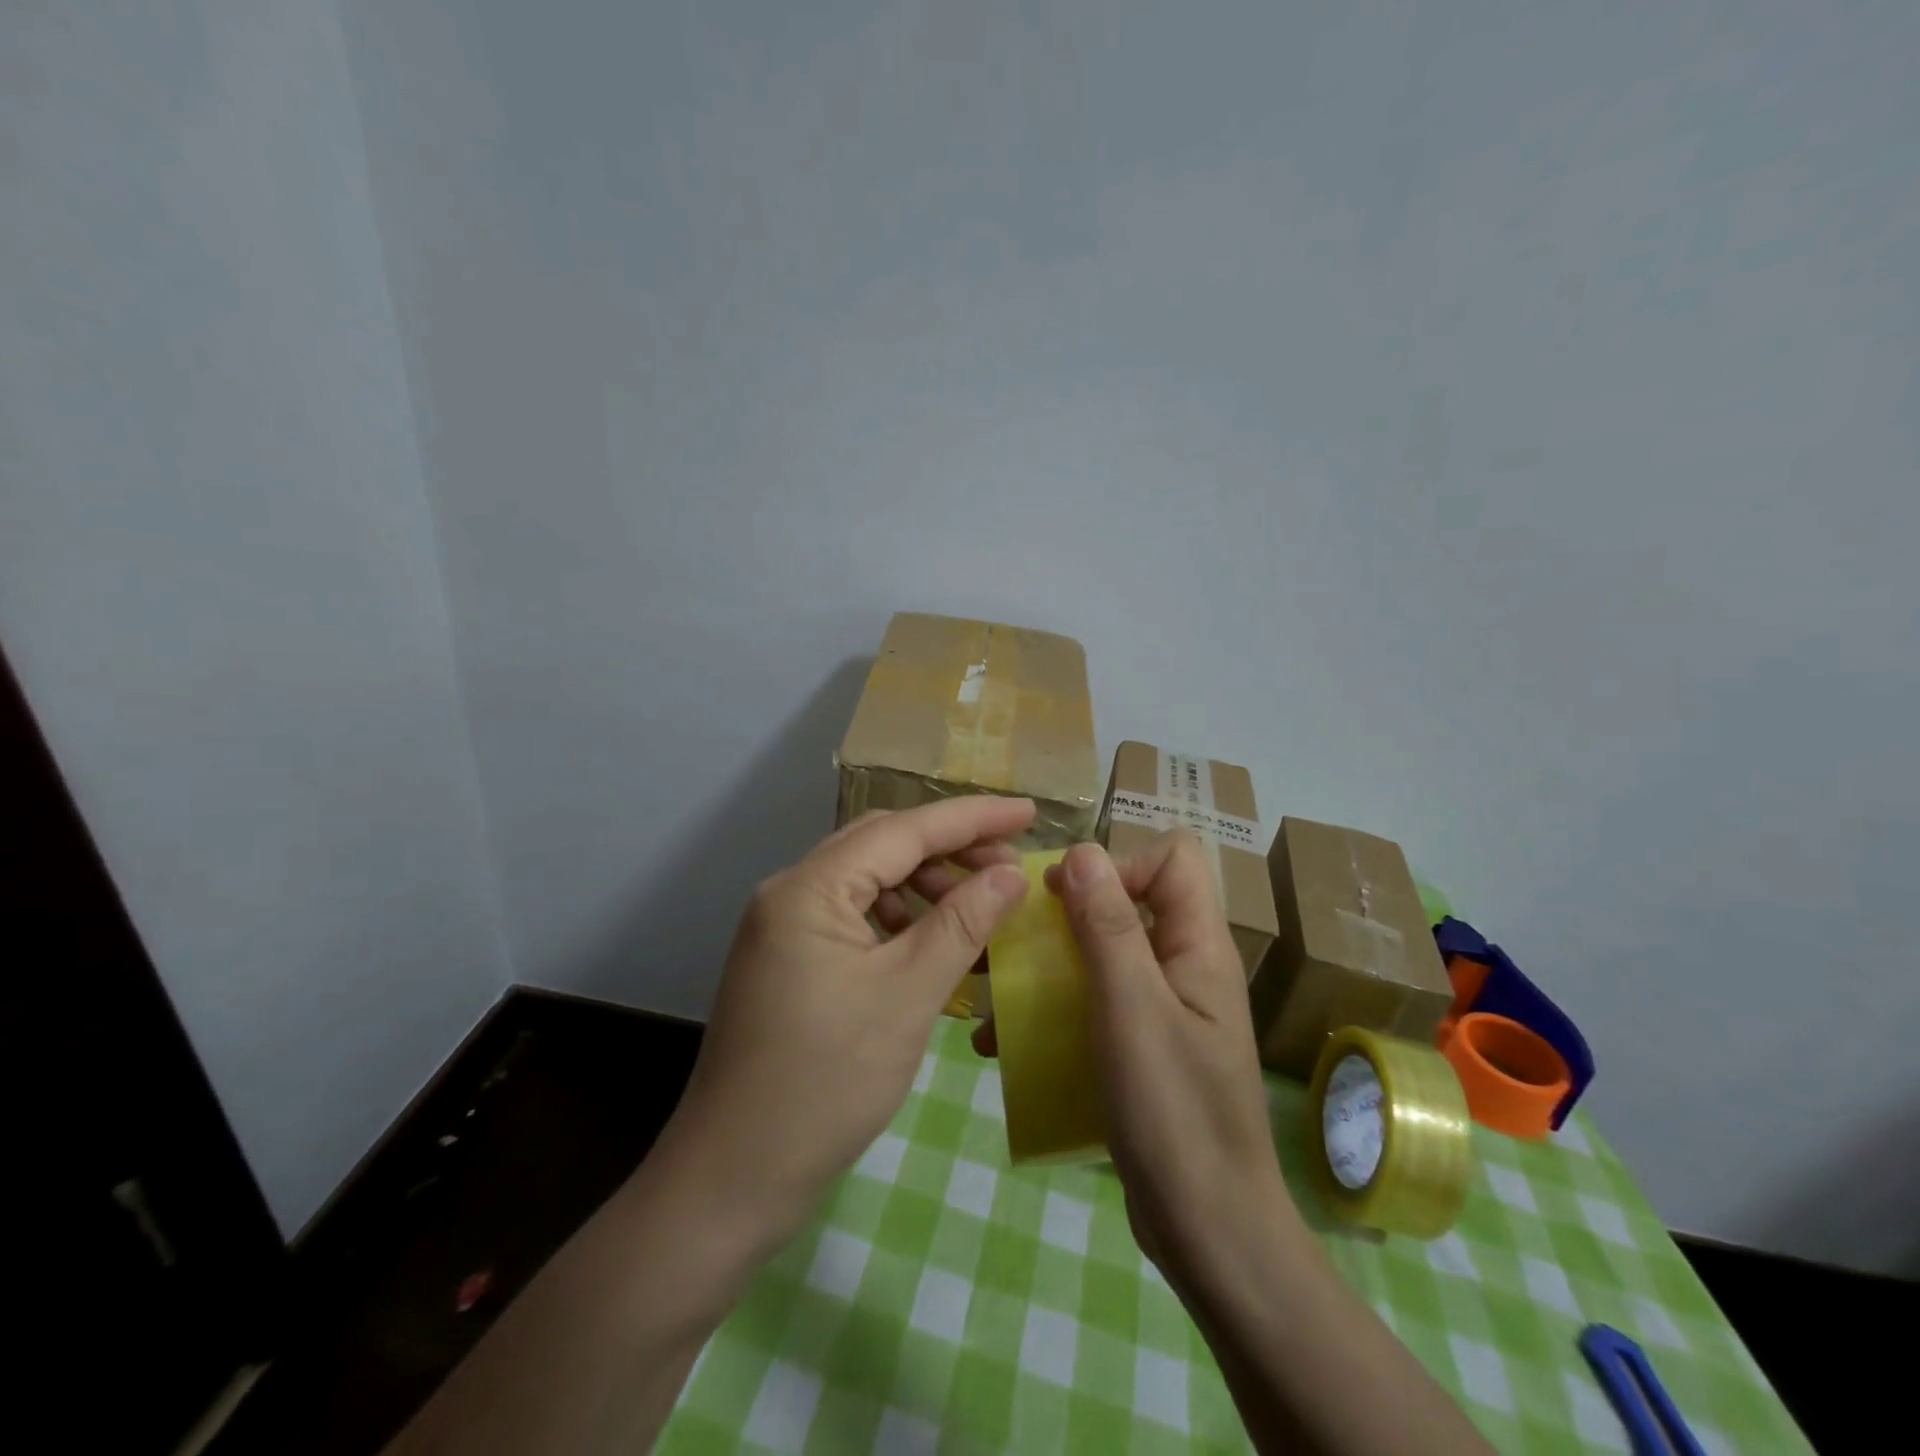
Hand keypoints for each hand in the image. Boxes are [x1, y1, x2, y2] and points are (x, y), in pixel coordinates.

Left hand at [655, 796, 1036, 1247]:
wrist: (734, 1179)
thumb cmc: (826, 1083)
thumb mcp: (907, 996)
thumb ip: (962, 923)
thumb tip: (1013, 874)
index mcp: (809, 888)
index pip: (903, 829)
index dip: (971, 818)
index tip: (1029, 812)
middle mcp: (790, 892)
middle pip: (883, 846)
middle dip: (950, 850)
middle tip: (1011, 870)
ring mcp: (785, 927)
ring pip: (870, 881)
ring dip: (927, 886)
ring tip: (980, 909)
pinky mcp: (790, 960)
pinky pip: (856, 918)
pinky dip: (901, 921)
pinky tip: (935, 945)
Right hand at [979, 832, 1297, 1286]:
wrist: (1208, 1231)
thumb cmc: (1173, 1112)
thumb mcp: (1131, 1009)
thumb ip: (1108, 925)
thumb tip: (1082, 850)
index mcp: (1199, 945)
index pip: (1172, 857)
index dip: (1119, 864)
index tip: (1065, 899)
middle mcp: (1186, 966)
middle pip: (1130, 902)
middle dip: (1066, 915)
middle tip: (1014, 943)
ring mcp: (1166, 1009)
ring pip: (1103, 955)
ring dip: (1048, 967)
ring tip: (993, 999)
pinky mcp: (1144, 1047)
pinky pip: (1095, 1004)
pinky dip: (1053, 1011)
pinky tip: (1005, 1045)